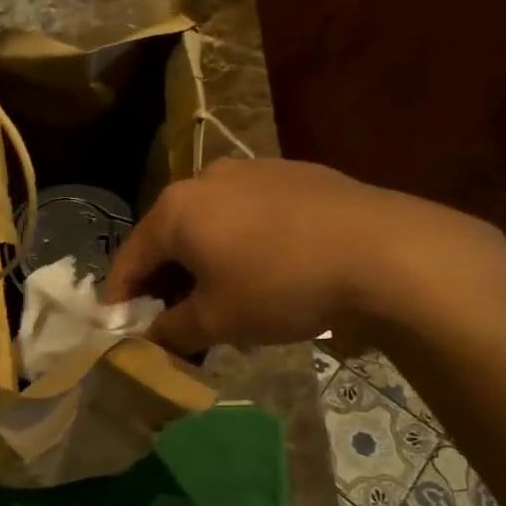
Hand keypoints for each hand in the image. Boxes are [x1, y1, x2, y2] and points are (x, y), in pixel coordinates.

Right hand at [100, 157, 492, 352]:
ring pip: (212, 223)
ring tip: (224, 299)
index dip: (120, 295)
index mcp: (176, 210)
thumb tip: (153, 334)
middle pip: (170, 237)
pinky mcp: (296, 174)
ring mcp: (254, 170)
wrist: (387, 253)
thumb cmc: (280, 286)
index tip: (118, 324)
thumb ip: (172, 329)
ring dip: (206, 261)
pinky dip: (243, 244)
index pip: (130, 257)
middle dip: (166, 279)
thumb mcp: (217, 321)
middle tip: (173, 317)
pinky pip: (250, 214)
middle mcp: (206, 179)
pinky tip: (268, 272)